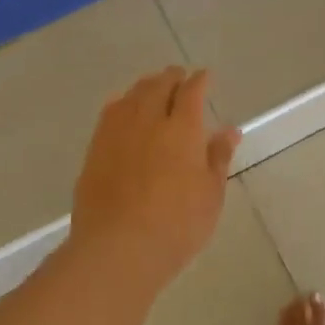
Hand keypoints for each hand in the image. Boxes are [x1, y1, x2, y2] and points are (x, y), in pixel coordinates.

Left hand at [68, 66, 239, 297]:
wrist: (117, 248)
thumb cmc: (176, 225)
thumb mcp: (210, 194)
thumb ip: (218, 157)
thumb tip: (229, 130)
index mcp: (182, 129)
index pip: (192, 91)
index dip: (200, 80)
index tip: (206, 76)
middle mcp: (148, 120)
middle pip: (159, 85)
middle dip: (172, 77)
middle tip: (180, 77)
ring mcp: (117, 132)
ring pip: (132, 95)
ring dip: (146, 86)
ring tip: (154, 88)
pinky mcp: (95, 149)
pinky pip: (110, 113)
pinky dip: (123, 103)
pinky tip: (124, 110)